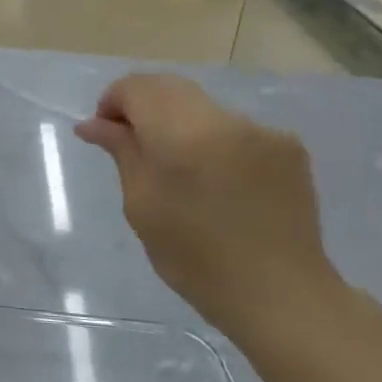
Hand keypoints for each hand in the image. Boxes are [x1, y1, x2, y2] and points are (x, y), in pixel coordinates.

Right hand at [75, 75, 338, 341]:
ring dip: (179, 125)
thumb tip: (93, 124)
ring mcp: (262, 130)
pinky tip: (216, 182)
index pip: (138, 87)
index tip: (105, 133)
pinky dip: (213, 141)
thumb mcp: (141, 205)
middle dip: (143, 107)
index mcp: (183, 135)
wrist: (279, 294)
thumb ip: (121, 152)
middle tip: (130, 145)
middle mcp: (225, 120)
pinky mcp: (288, 146)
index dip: (114, 101)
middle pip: (171, 88)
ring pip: (203, 108)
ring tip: (177, 171)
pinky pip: (235, 129)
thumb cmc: (194, 258)